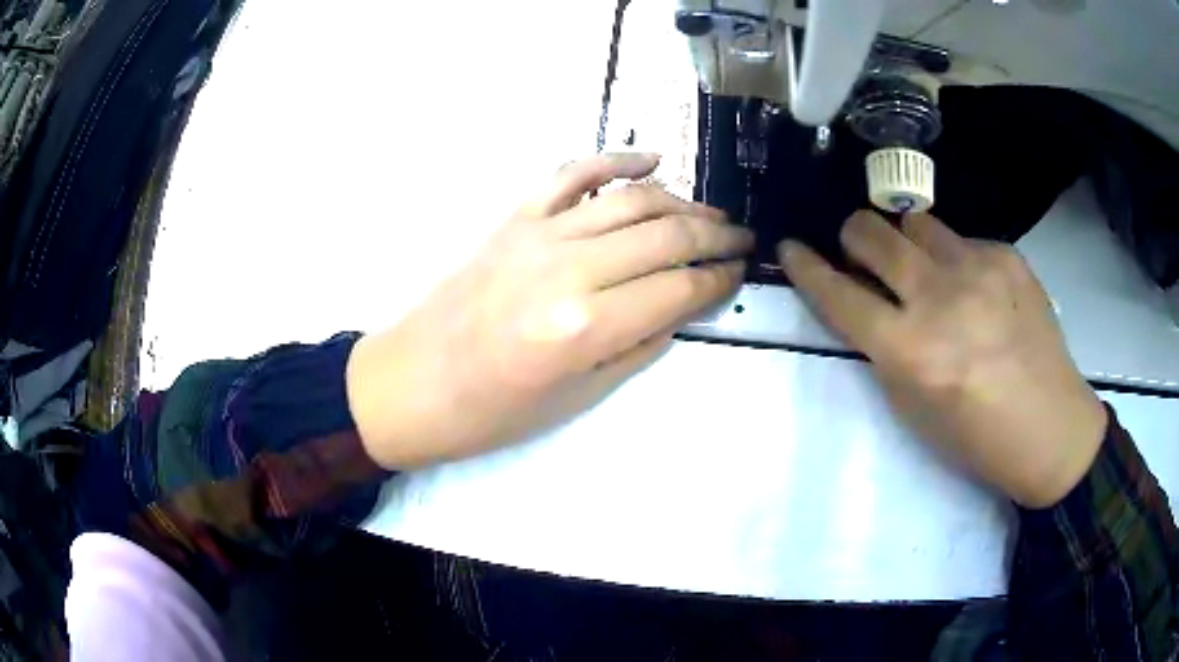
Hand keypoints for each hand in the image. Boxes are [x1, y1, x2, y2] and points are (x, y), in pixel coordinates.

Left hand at [347, 154, 752, 468]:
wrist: (412, 384)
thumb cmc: (492, 411)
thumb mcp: (578, 397)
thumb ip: (639, 345)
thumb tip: (681, 307)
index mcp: (585, 327)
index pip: (678, 288)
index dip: (718, 280)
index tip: (740, 274)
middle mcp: (569, 269)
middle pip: (665, 234)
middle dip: (715, 235)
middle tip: (743, 239)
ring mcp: (539, 233)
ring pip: (630, 200)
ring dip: (681, 201)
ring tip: (712, 213)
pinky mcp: (514, 218)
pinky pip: (572, 174)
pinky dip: (615, 160)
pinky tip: (650, 158)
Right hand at [779, 211, 1106, 507]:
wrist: (1051, 429)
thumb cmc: (977, 438)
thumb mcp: (915, 410)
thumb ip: (886, 350)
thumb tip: (869, 305)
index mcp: (911, 351)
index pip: (840, 295)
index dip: (806, 268)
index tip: (791, 247)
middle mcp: (940, 297)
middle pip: (872, 232)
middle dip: (853, 237)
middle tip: (862, 254)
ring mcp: (978, 268)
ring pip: (916, 221)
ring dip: (906, 241)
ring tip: (926, 269)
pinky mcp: (1007, 256)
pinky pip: (962, 239)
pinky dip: (954, 258)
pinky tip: (978, 290)